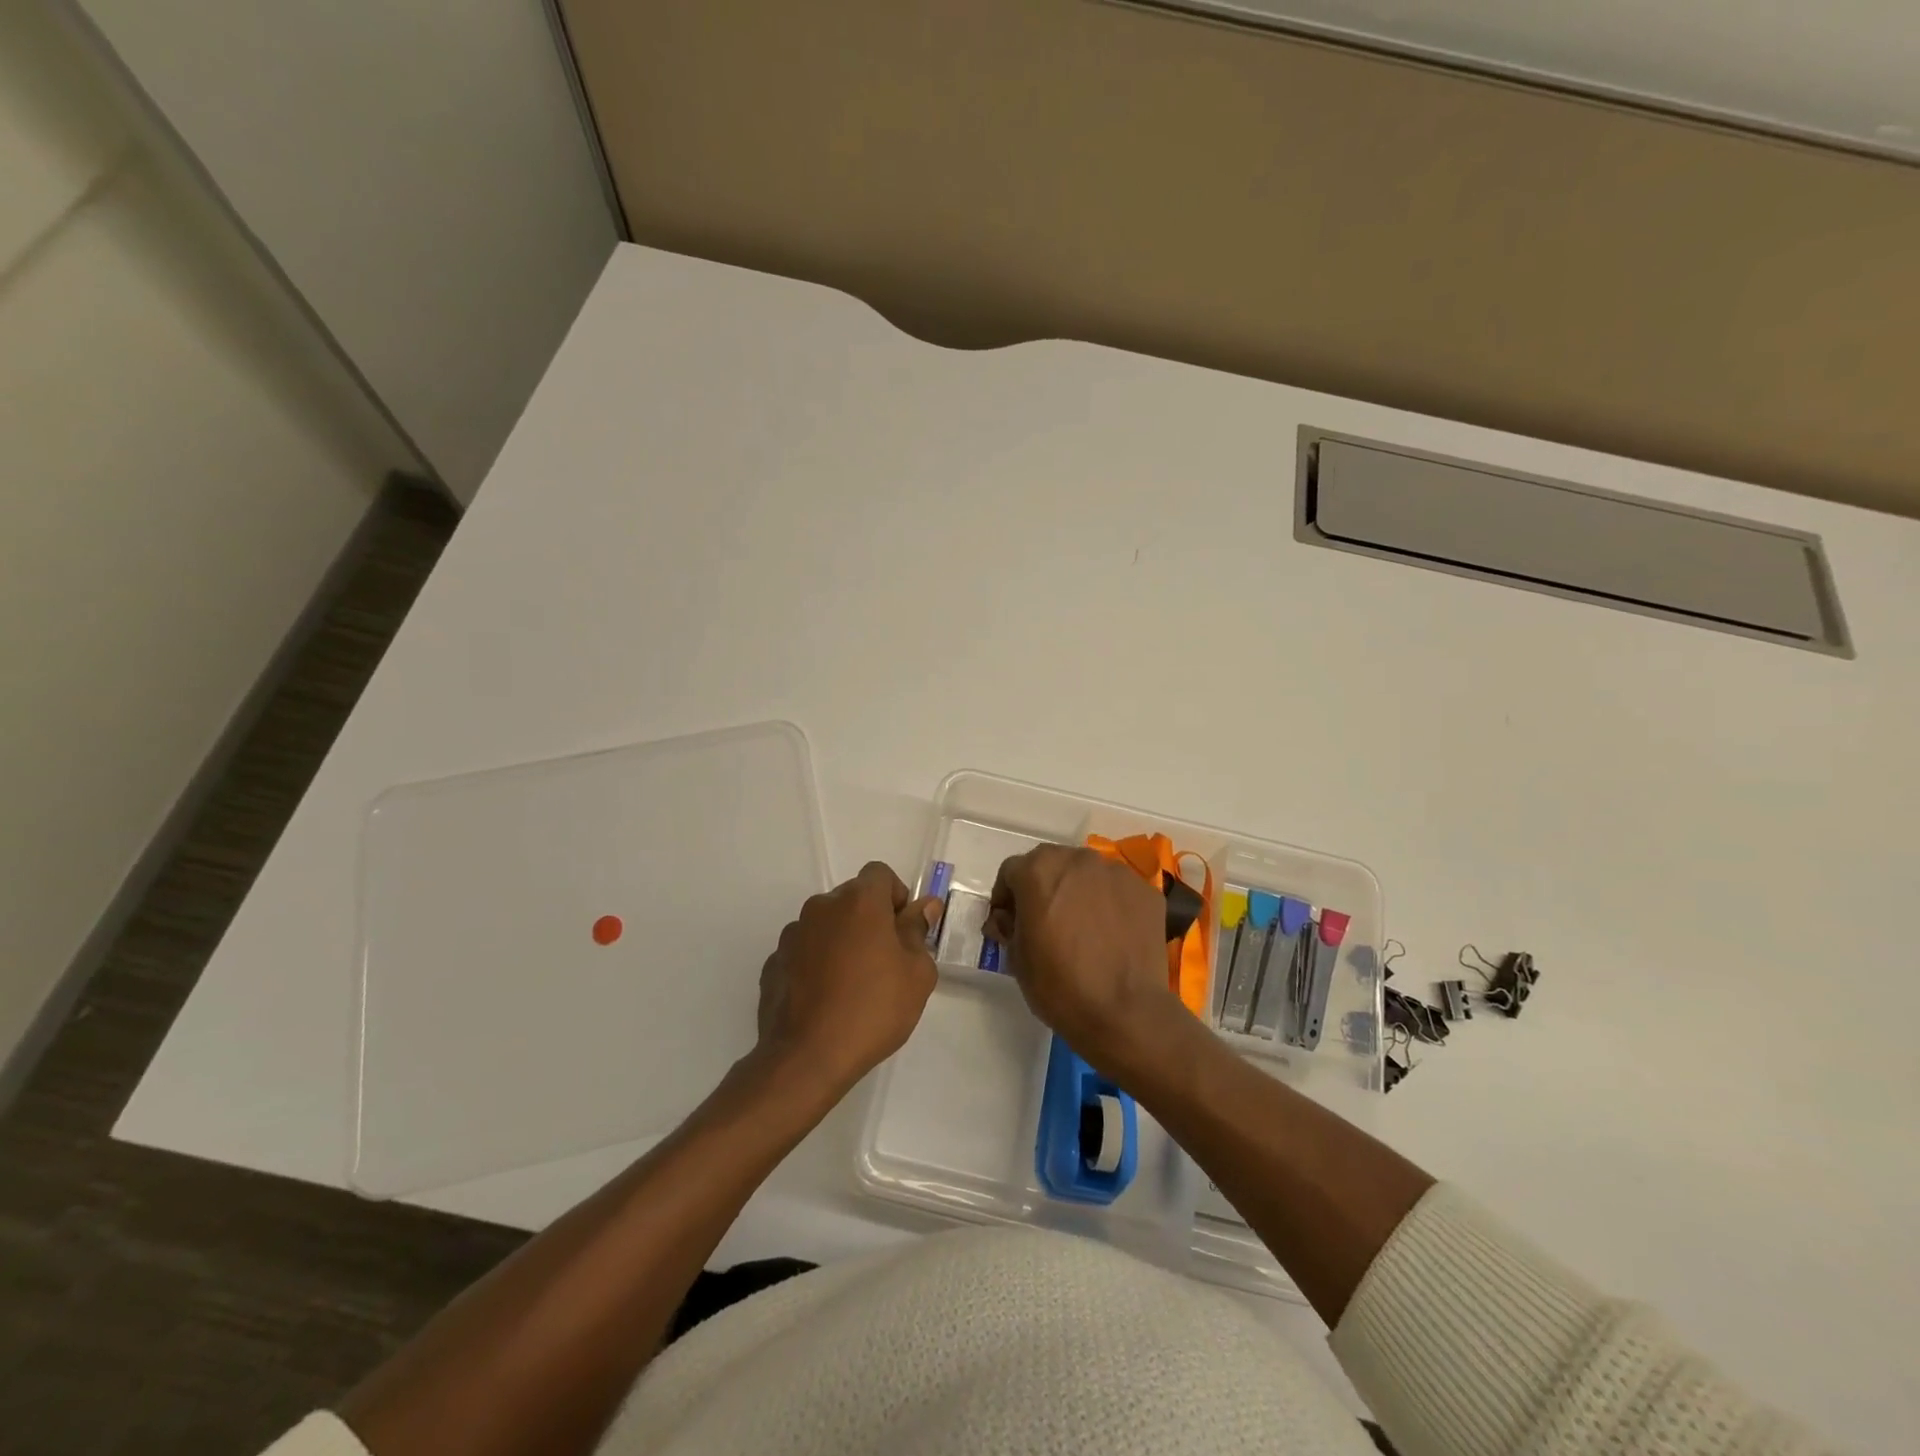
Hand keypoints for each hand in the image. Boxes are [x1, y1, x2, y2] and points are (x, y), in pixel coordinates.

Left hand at [755, 862, 940, 1099]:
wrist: (807, 1057)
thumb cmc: (873, 1009)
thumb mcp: (916, 974)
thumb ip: (918, 931)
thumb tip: (924, 906)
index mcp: (859, 901)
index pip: (879, 874)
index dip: (895, 896)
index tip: (903, 931)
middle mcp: (821, 907)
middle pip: (851, 898)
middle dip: (869, 919)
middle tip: (883, 961)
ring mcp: (792, 934)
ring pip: (825, 925)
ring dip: (840, 940)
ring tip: (851, 984)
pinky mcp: (773, 963)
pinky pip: (803, 951)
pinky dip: (815, 963)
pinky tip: (824, 999)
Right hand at [986, 845, 1185, 1078]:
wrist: (1125, 1012)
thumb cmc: (1060, 985)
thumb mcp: (1016, 959)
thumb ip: (1008, 926)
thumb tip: (1008, 919)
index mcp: (1038, 871)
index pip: (1011, 872)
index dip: (1006, 898)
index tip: (1009, 923)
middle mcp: (1077, 860)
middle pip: (1051, 864)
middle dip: (1043, 887)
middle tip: (1045, 922)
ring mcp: (1115, 872)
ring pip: (1086, 874)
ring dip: (1077, 892)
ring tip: (1082, 928)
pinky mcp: (1144, 890)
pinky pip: (1117, 890)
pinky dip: (1109, 904)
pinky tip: (1111, 934)